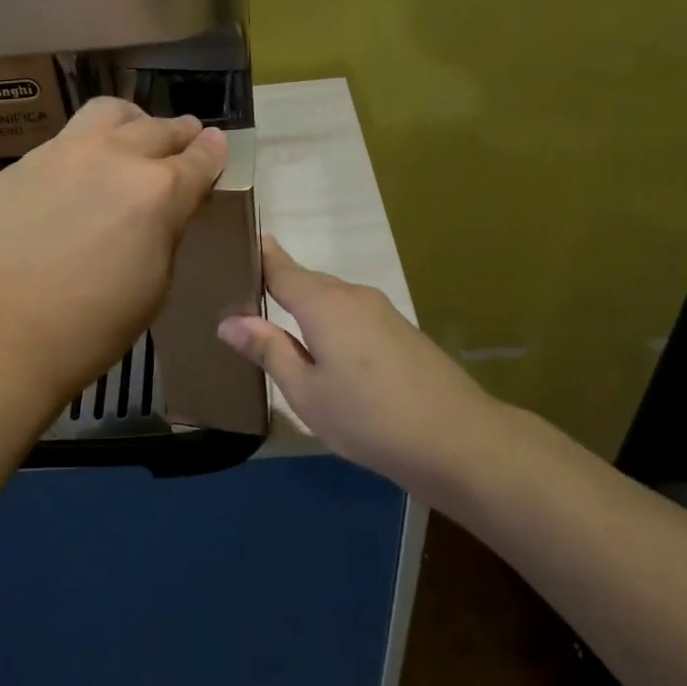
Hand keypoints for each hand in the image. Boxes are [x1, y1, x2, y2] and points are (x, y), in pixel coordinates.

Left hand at [0, 97, 228, 403]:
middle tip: (183, 139)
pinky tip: (76, 174)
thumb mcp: (152, 287)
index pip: (200, 159)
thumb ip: (163, 235)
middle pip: (158, 128)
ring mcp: (64, 153)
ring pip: (108, 113)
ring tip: (130, 136)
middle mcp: (115, 157)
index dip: (213, 152)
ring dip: (131, 122)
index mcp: (159, 192)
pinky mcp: (23, 163)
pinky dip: (85, 147)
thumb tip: (163, 212)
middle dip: (179, 132)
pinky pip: (65, 140)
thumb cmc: (88, 327)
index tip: (216, 145)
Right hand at [216, 236, 505, 478]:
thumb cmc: (368, 417)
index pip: (281, 268)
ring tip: (277, 321)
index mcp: (323, 304)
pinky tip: (324, 346)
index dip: (259, 256)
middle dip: (278, 282)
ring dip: (305, 304)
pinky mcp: (401, 331)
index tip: (233, 246)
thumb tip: (228, 320)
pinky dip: (330, 320)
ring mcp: (382, 311)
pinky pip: (352, 313)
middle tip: (243, 292)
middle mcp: (353, 295)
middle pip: (307, 280)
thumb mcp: (306, 391)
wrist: (458, 439)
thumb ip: (269, 350)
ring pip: (332, 298)